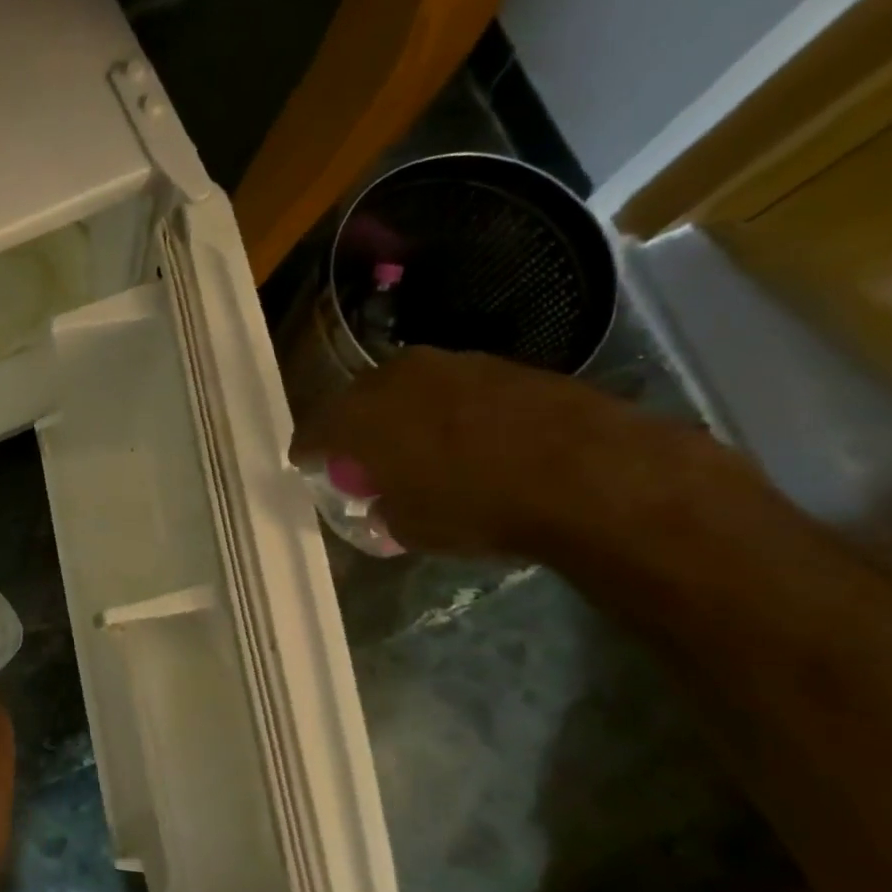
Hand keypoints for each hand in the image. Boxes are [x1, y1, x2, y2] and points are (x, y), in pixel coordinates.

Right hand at [290, 348, 711, 556]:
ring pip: (407, 390)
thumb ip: (382, 510)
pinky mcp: (499, 364)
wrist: (585, 473)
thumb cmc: (474, 505)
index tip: (306, 466)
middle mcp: (395, 377)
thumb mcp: (410, 528)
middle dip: (354, 430)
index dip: (308, 453)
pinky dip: (448, 412)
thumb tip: (383, 502)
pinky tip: (467, 439)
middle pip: (357, 402)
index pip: (314, 432)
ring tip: (417, 448)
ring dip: (402, 416)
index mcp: (358, 416)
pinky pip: (453, 390)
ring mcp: (450, 364)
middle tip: (361, 459)